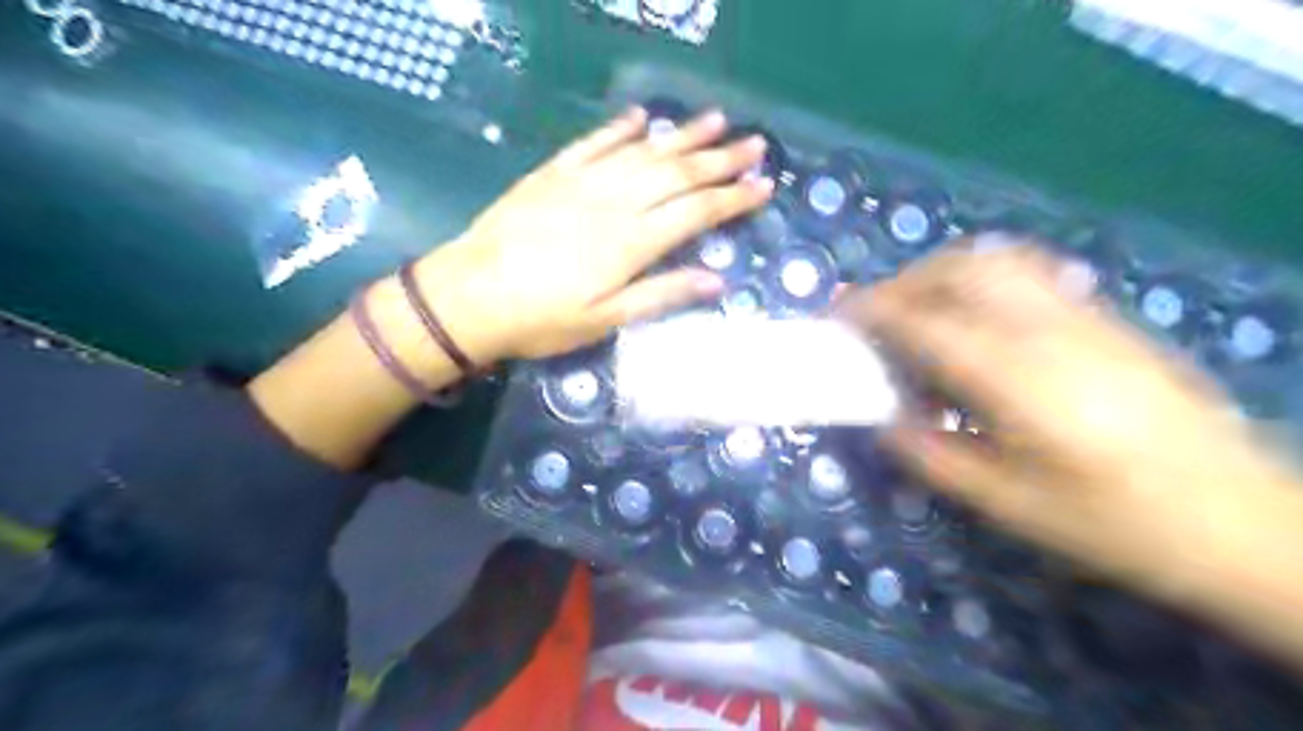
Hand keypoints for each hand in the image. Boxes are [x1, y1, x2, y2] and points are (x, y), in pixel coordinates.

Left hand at [415, 106, 770, 361]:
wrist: (469, 296)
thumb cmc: (541, 319)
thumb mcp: (605, 320)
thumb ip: (661, 295)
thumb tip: (717, 280)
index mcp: (631, 242)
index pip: (695, 212)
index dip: (733, 198)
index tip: (764, 185)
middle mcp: (614, 202)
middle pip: (677, 174)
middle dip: (720, 159)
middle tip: (755, 144)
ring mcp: (582, 183)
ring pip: (643, 152)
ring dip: (682, 135)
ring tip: (715, 120)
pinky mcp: (553, 175)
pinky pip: (594, 143)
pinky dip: (619, 129)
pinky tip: (641, 118)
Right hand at [835, 243, 1302, 590]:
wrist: (1244, 521)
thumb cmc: (1117, 523)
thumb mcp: (1010, 505)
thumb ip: (934, 456)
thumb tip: (884, 421)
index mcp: (1017, 378)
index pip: (926, 322)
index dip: (873, 311)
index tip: (838, 315)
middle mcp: (1048, 330)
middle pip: (961, 270)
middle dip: (904, 282)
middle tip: (874, 314)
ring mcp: (1084, 318)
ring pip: (997, 261)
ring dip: (943, 272)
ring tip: (918, 308)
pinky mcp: (1106, 320)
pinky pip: (1029, 274)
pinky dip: (982, 278)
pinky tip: (975, 316)